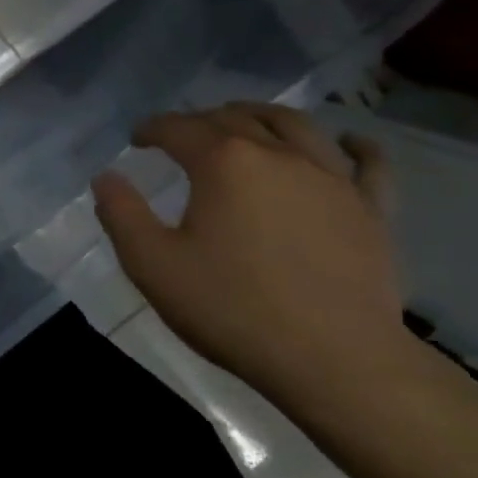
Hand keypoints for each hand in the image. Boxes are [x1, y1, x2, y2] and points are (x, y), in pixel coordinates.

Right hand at [92, 103, 416, 411]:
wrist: (335, 361)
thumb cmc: (233, 309)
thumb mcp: (153, 265)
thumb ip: (121, 214)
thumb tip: (105, 177)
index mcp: (223, 162)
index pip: (178, 128)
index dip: (152, 128)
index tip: (137, 139)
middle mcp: (278, 154)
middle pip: (234, 118)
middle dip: (201, 119)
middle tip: (182, 134)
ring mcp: (332, 179)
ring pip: (296, 126)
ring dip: (263, 116)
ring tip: (246, 120)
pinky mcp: (371, 210)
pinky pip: (369, 164)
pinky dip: (356, 146)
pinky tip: (347, 141)